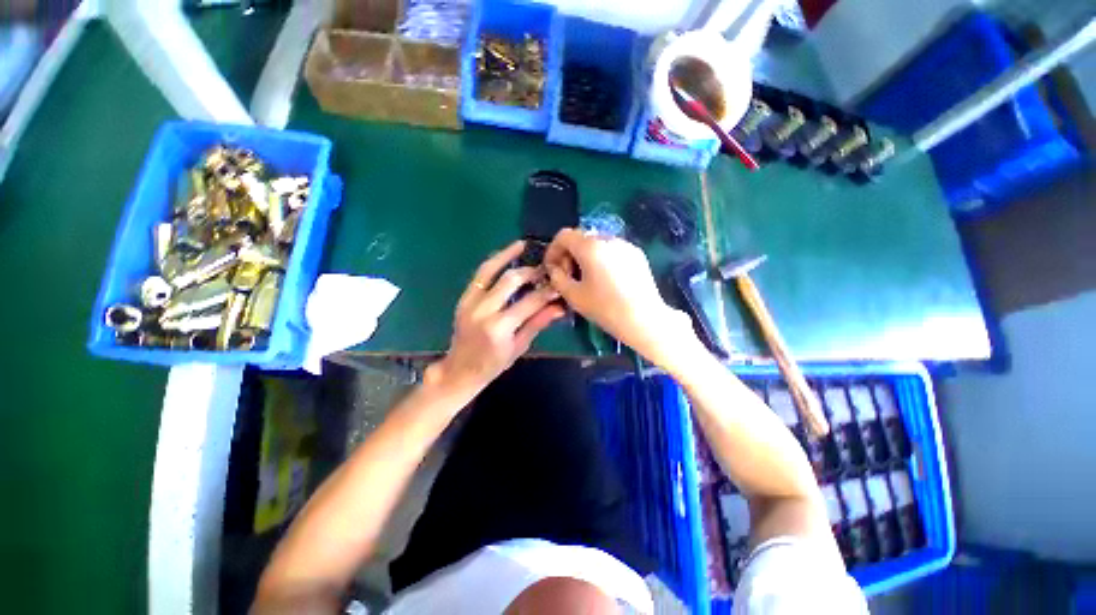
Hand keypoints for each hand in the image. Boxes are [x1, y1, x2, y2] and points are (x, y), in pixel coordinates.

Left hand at [427, 241, 565, 394]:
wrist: (460, 369)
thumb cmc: (493, 364)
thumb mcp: (519, 347)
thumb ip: (537, 323)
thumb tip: (559, 306)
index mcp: (499, 328)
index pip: (529, 302)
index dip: (546, 291)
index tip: (558, 284)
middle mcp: (483, 311)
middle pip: (510, 280)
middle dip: (530, 272)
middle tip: (544, 270)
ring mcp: (470, 302)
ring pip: (489, 270)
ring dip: (507, 256)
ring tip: (522, 245)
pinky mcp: (463, 299)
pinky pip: (479, 275)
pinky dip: (493, 263)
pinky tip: (504, 256)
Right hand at [544, 229, 697, 366]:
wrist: (644, 319)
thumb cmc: (605, 308)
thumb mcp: (573, 296)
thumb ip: (557, 277)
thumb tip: (555, 268)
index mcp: (590, 246)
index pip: (563, 235)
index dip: (553, 250)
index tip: (553, 268)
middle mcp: (608, 238)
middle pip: (580, 237)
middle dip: (569, 253)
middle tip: (569, 275)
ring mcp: (625, 244)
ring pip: (597, 243)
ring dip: (585, 255)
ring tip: (587, 278)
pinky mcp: (636, 253)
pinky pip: (612, 249)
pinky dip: (602, 258)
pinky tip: (606, 278)